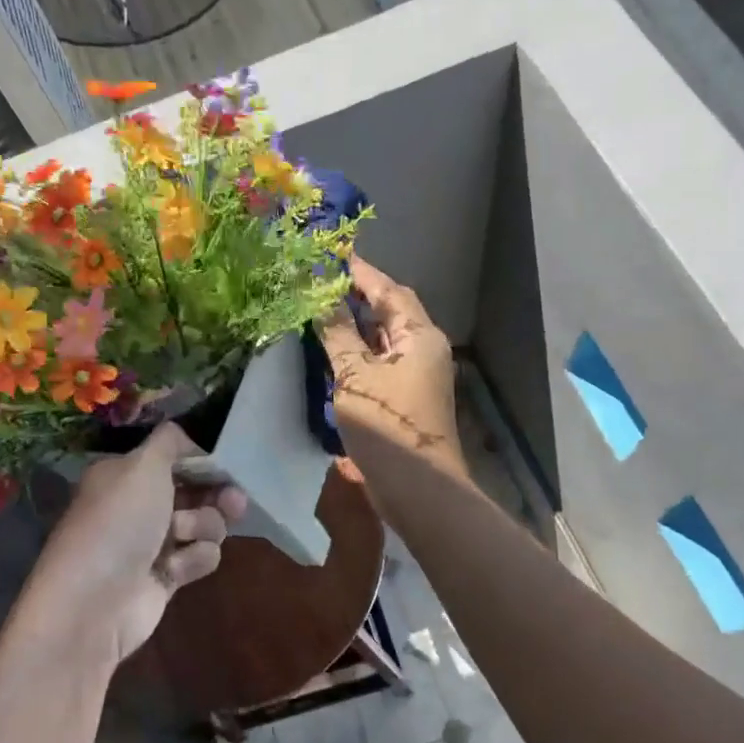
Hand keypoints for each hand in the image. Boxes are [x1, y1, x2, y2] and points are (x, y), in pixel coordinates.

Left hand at [22, 424, 247, 668]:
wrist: (95, 603)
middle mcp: (139, 504)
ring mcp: (153, 542)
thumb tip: (187, 435)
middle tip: (233, 500)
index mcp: (126, 474)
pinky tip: (174, 571)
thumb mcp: (143, 465)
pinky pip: (200, 557)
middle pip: (196, 490)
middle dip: (216, 494)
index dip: (203, 459)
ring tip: (183, 537)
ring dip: (202, 527)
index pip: (174, 457)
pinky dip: (193, 560)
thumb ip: (170, 441)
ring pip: (205, 523)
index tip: (227, 462)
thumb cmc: (119, 522)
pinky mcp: (167, 576)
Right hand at [317, 256, 462, 477]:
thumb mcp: (355, 377)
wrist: (418, 490)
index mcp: (420, 336)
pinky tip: (333, 347)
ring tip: (321, 305)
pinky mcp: (404, 396)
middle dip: (358, 294)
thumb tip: (319, 298)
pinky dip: (357, 349)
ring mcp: (416, 374)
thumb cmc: (388, 426)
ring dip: (356, 322)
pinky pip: (379, 360)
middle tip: (322, 278)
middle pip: (390, 311)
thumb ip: (337, 335)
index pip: (388, 291)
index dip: (360, 272)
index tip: (334, 252)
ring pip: (383, 337)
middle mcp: (423, 349)